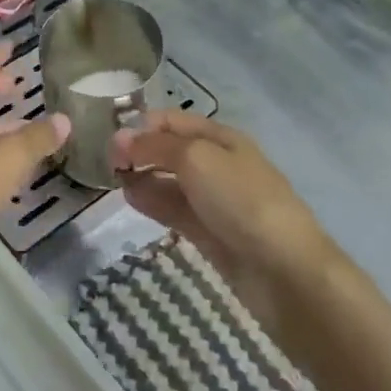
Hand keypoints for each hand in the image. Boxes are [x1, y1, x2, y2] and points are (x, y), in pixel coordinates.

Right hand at [110, 111, 337, 332]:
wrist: (284, 269)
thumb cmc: (241, 200)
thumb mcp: (196, 159)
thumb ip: (155, 146)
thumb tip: (120, 139)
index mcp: (222, 139)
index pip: (174, 121)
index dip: (142, 124)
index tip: (109, 136)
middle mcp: (218, 164)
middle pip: (172, 151)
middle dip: (141, 151)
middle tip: (106, 162)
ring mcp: (215, 201)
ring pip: (171, 182)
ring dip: (143, 177)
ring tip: (113, 181)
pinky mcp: (210, 233)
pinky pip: (175, 210)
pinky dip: (153, 203)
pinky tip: (131, 200)